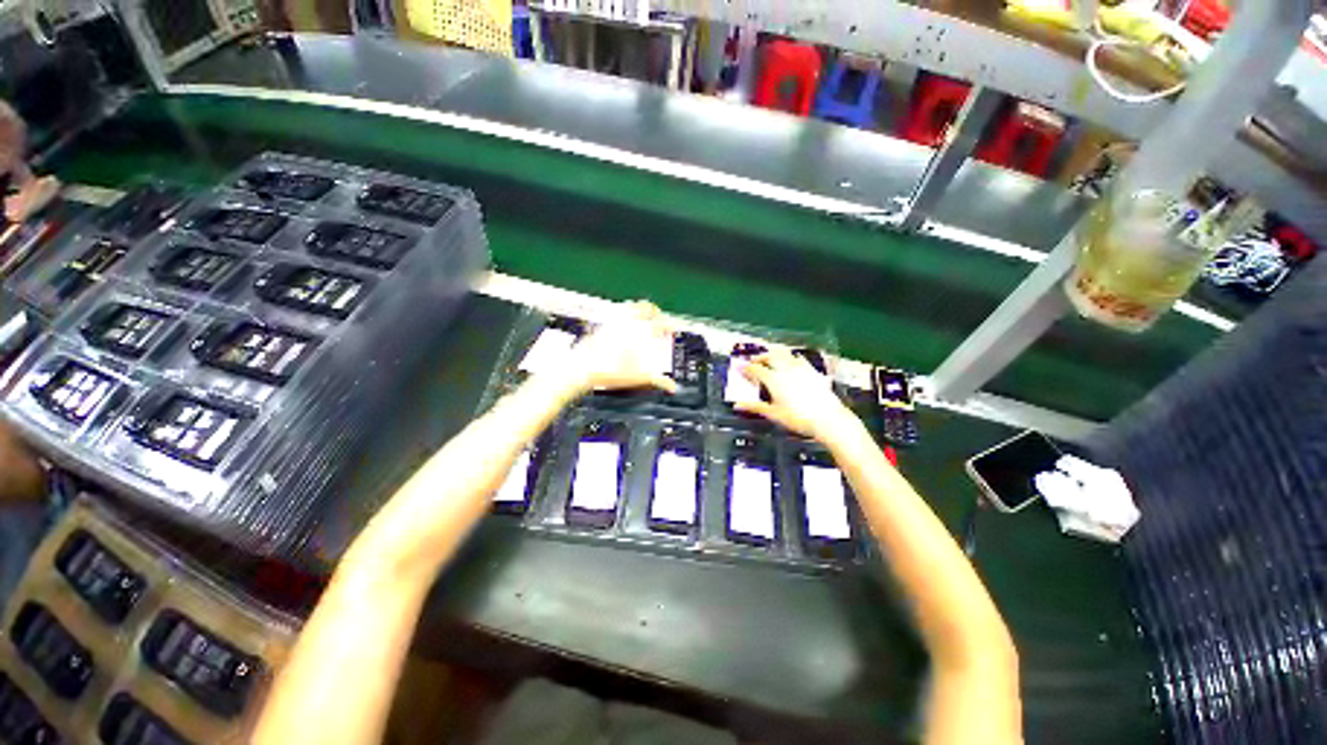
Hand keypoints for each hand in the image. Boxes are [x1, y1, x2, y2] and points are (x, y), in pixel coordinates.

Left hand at [567, 301, 678, 394]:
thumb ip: (658, 380)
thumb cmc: (608, 371)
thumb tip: (671, 386)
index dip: (669, 325)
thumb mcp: (638, 378)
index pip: (660, 322)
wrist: (580, 369)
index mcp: (639, 332)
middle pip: (645, 307)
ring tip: (641, 320)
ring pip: (629, 307)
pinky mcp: (601, 327)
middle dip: (655, 311)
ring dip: (638, 311)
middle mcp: (626, 323)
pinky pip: (615, 316)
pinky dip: (623, 318)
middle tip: (658, 319)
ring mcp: (612, 323)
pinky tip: (622, 330)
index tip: (671, 331)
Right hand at [736, 348, 857, 441]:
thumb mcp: (774, 414)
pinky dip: (791, 358)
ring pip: (785, 353)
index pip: (756, 369)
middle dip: (760, 357)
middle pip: (770, 355)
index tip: (741, 368)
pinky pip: (799, 359)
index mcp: (773, 379)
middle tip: (754, 361)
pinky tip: (793, 363)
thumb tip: (738, 404)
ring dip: (775, 354)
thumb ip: (755, 407)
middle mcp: (786, 369)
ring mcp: (801, 368)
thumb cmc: (798, 418)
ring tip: (771, 359)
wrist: (828, 419)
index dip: (747, 368)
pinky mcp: (813, 371)